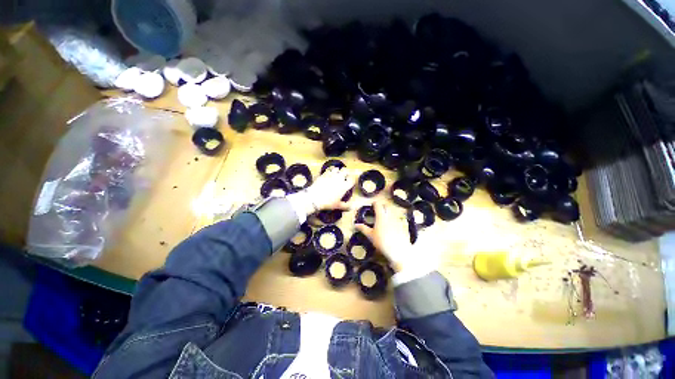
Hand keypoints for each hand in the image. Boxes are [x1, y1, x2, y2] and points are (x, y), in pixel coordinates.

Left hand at [305, 167, 355, 210]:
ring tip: (337, 174)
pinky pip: (329, 170)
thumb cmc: (328, 202)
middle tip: (345, 176)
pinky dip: (330, 171)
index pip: (352, 180)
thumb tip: (351, 207)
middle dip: (346, 173)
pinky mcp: (324, 174)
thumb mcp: (338, 206)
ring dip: (338, 171)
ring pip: (337, 169)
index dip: (352, 181)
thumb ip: (346, 206)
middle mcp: (339, 179)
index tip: (351, 183)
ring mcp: (331, 175)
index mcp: (344, 186)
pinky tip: (329, 173)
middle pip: (346, 171)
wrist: (314, 197)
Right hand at [356, 201, 438, 272]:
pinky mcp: (402, 226)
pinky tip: (390, 226)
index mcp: (381, 216)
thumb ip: (363, 228)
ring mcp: (397, 220)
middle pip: (386, 206)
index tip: (371, 205)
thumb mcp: (370, 236)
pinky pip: (396, 219)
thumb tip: (355, 225)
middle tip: (377, 211)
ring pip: (392, 212)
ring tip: (383, 218)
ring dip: (387, 212)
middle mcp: (389, 216)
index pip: (378, 205)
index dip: (374, 203)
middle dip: (381, 206)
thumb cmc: (382, 242)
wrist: (399, 251)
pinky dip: (392, 219)